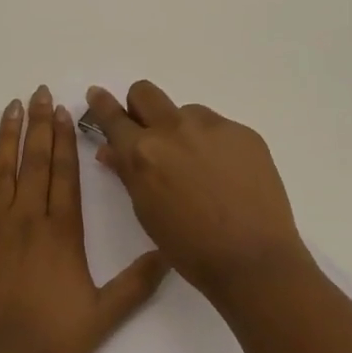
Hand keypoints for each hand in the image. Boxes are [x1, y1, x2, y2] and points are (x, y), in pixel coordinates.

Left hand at [0, 86, 168, 352]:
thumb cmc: (50, 342)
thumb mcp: (104, 316)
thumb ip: (137, 283)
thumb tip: (168, 254)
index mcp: (60, 233)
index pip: (64, 174)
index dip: (65, 139)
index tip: (63, 110)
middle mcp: (26, 219)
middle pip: (34, 162)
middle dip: (38, 125)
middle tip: (38, 92)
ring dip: (5, 137)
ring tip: (10, 106)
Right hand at [83, 81, 312, 306]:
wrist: (254, 260)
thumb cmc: (190, 248)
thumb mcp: (147, 212)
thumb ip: (127, 173)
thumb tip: (110, 150)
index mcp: (143, 152)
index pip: (113, 116)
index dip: (101, 104)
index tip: (97, 94)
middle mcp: (174, 129)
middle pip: (145, 92)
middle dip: (140, 107)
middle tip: (150, 133)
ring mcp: (212, 127)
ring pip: (186, 112)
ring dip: (183, 130)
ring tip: (200, 168)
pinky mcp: (243, 132)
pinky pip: (218, 127)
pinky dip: (215, 145)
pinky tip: (228, 176)